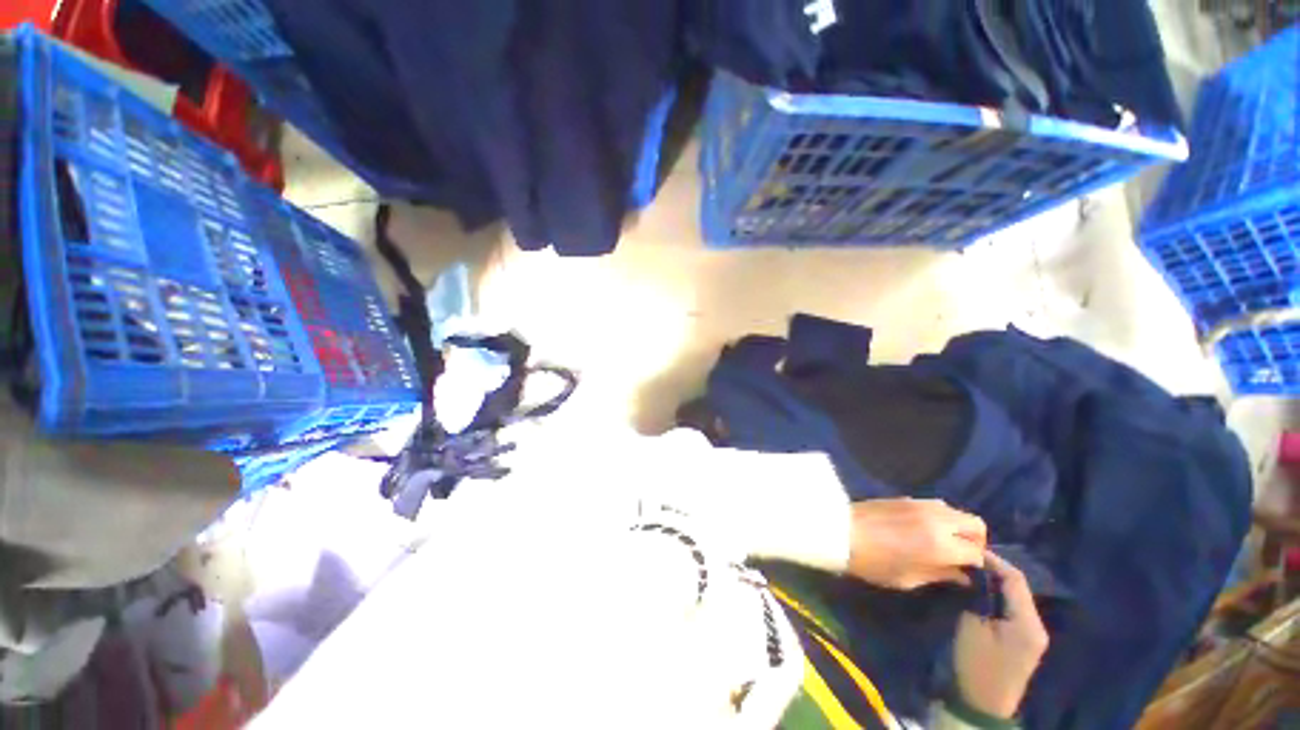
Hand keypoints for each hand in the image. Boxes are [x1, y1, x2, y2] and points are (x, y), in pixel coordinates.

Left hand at [846, 499, 986, 589]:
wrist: (840, 531)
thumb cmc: (873, 562)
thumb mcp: (909, 578)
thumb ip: (941, 575)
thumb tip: (963, 575)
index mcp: (940, 543)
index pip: (976, 551)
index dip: (976, 564)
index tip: (968, 572)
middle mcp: (936, 519)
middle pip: (975, 523)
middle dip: (975, 540)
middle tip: (961, 555)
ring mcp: (921, 504)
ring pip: (956, 511)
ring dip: (958, 526)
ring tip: (944, 542)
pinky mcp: (906, 497)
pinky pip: (936, 505)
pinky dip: (941, 517)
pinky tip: (925, 529)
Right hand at [954, 551, 1049, 718]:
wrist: (984, 703)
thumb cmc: (976, 664)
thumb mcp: (972, 626)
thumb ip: (978, 597)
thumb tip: (975, 575)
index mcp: (1027, 622)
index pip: (1015, 579)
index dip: (994, 561)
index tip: (970, 549)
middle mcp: (1037, 624)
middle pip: (1019, 586)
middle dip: (995, 570)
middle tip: (969, 558)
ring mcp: (1033, 633)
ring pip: (1017, 596)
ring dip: (997, 582)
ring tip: (973, 570)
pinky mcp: (1025, 639)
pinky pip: (1014, 607)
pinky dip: (999, 595)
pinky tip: (982, 591)